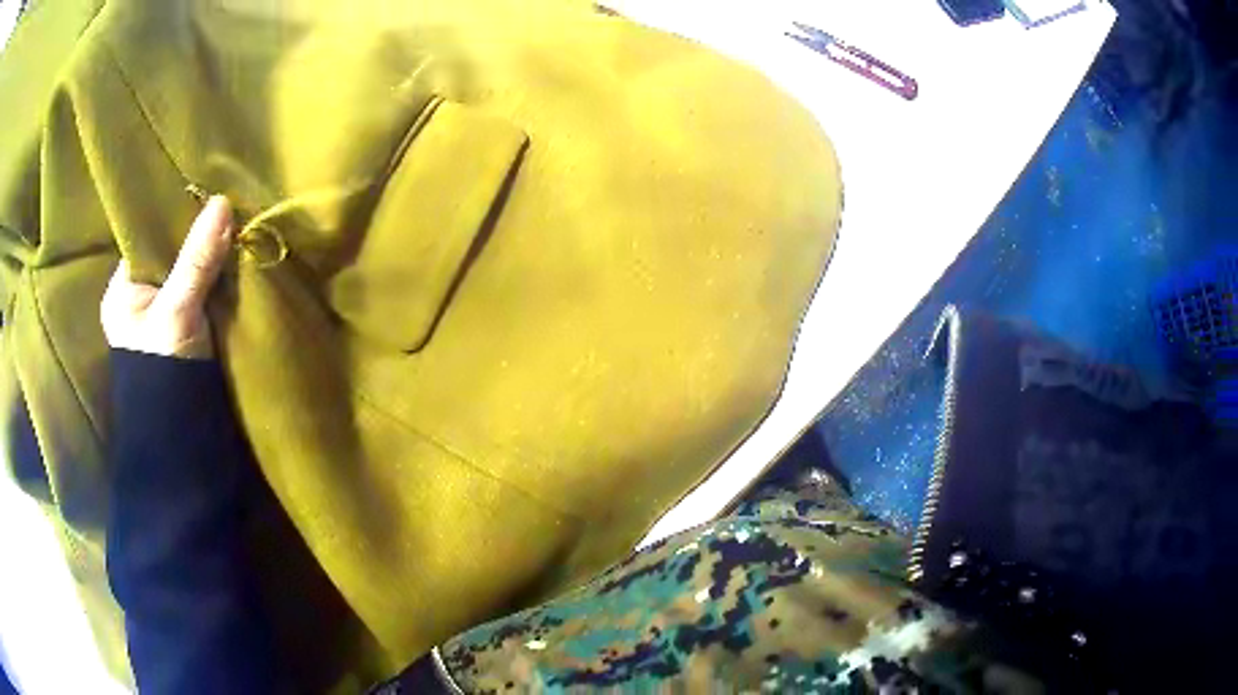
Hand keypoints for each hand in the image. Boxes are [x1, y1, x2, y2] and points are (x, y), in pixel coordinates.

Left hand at [102, 196, 233, 359]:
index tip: (206, 201)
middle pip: (170, 256)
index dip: (175, 220)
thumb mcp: (178, 310)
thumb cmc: (163, 371)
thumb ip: (196, 260)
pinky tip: (232, 268)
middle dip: (197, 242)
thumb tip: (222, 201)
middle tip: (226, 218)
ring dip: (210, 264)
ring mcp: (162, 319)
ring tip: (234, 236)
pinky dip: (215, 284)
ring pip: (188, 276)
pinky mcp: (184, 335)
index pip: (147, 240)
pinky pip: (200, 296)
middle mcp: (138, 302)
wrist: (182, 438)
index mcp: (122, 292)